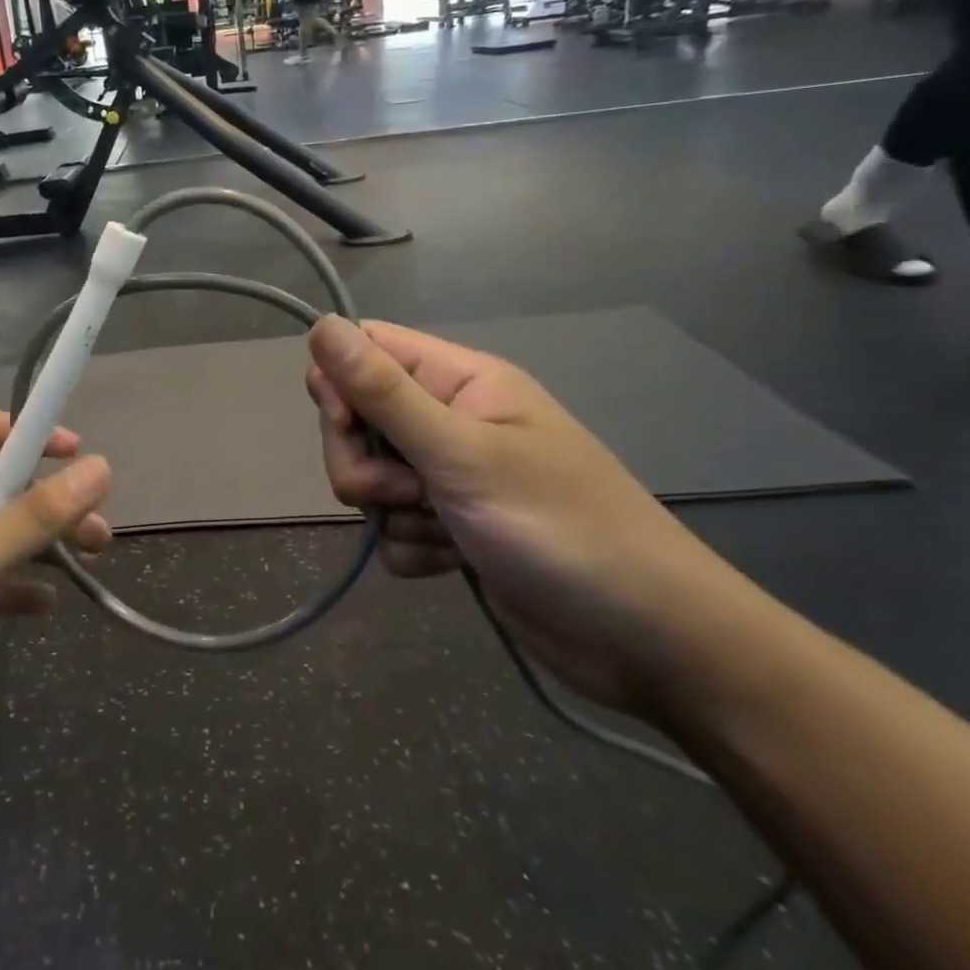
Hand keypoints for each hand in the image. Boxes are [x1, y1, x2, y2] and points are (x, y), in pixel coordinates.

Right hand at [305, 317, 760, 717]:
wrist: (649, 643)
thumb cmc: (560, 528)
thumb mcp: (462, 453)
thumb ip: (384, 392)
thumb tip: (321, 325)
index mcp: (460, 382)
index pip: (369, 349)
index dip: (341, 382)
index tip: (345, 425)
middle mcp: (450, 421)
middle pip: (358, 418)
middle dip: (364, 461)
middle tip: (406, 489)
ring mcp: (450, 477)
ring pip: (371, 478)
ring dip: (392, 511)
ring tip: (445, 531)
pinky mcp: (451, 529)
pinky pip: (393, 528)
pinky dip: (414, 548)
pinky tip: (455, 562)